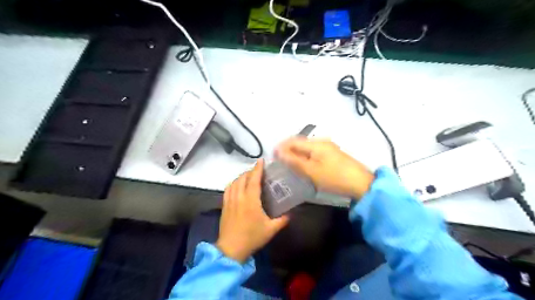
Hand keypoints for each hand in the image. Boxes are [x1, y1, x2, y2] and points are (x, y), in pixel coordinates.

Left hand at [215, 159, 288, 263]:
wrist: (231, 249)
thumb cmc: (252, 237)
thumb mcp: (270, 229)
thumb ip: (282, 220)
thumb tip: (291, 214)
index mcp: (251, 200)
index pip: (254, 179)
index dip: (257, 169)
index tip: (261, 161)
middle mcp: (239, 197)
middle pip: (243, 178)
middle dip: (250, 171)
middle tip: (257, 171)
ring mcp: (230, 201)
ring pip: (234, 182)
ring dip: (241, 176)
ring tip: (248, 177)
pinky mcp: (224, 206)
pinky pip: (227, 189)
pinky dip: (233, 183)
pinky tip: (236, 186)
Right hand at [276, 137, 372, 198]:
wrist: (361, 183)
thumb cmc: (334, 177)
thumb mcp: (311, 171)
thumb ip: (294, 161)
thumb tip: (278, 152)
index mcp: (316, 144)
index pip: (293, 141)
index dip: (281, 147)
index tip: (273, 157)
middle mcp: (322, 141)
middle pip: (300, 143)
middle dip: (288, 150)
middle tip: (280, 161)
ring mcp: (328, 147)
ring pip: (307, 148)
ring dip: (297, 153)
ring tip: (289, 164)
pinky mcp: (333, 154)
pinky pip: (314, 152)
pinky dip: (305, 157)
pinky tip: (304, 164)